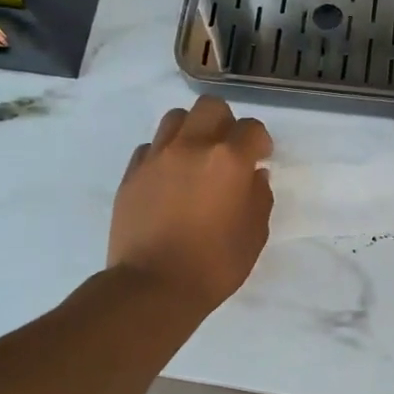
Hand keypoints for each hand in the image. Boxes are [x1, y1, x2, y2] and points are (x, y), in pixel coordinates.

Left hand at [109, 97, 273, 312]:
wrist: (153, 286)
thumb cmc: (214, 264)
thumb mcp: (254, 235)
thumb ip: (259, 197)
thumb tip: (254, 175)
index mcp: (228, 160)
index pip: (252, 128)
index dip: (260, 142)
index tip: (260, 158)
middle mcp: (192, 146)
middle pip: (211, 107)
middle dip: (225, 123)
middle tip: (227, 151)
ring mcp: (157, 157)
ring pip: (176, 119)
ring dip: (191, 131)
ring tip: (195, 159)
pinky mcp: (132, 173)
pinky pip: (150, 147)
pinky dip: (164, 155)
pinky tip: (169, 179)